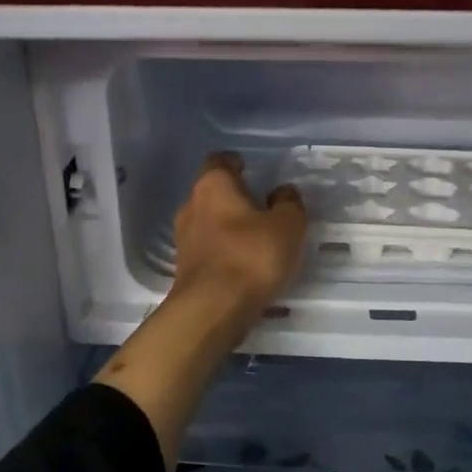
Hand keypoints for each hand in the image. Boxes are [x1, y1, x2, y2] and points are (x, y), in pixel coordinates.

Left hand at [170, 152, 308, 316]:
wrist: (212, 310)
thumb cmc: (251, 256)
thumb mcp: (287, 226)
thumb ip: (288, 203)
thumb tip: (282, 191)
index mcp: (213, 185)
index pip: (219, 161)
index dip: (235, 162)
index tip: (250, 169)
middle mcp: (191, 206)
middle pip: (212, 192)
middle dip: (234, 197)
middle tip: (261, 206)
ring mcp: (183, 238)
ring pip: (208, 221)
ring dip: (229, 226)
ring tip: (257, 238)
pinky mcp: (184, 268)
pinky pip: (208, 249)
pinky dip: (224, 250)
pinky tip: (244, 264)